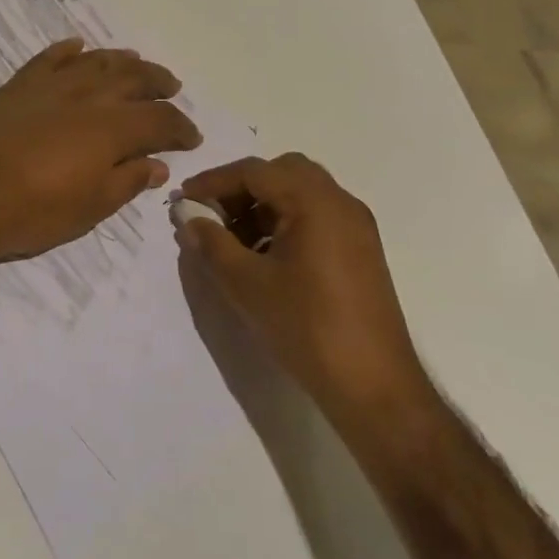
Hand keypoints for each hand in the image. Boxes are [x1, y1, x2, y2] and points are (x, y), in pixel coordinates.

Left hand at [0, 38, 201, 270]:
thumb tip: (157, 165)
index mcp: (111, 129)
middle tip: (171, 88)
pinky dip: (68, 50)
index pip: (160, 119)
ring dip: (121, 60)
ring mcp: (50, 85)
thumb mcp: (89, 209)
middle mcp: (87, 96)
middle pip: (133, 78)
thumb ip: (127, 181)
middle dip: (158, 82)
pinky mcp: (17, 84)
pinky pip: (49, 57)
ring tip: (136, 63)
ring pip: (95, 61)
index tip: (191, 137)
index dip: (180, 127)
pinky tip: (78, 48)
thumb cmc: (30, 212)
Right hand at [178, 154, 429, 416]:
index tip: (184, 200)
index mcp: (315, 202)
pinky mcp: (361, 250)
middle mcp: (340, 202)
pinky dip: (285, 221)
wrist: (374, 387)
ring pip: (300, 193)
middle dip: (242, 188)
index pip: (255, 171)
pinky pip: (316, 216)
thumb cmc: (306, 327)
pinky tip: (264, 257)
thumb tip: (188, 219)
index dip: (214, 181)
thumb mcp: (247, 284)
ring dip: (263, 205)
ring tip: (233, 240)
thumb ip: (212, 244)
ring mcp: (356, 226)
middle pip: (282, 172)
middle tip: (213, 215)